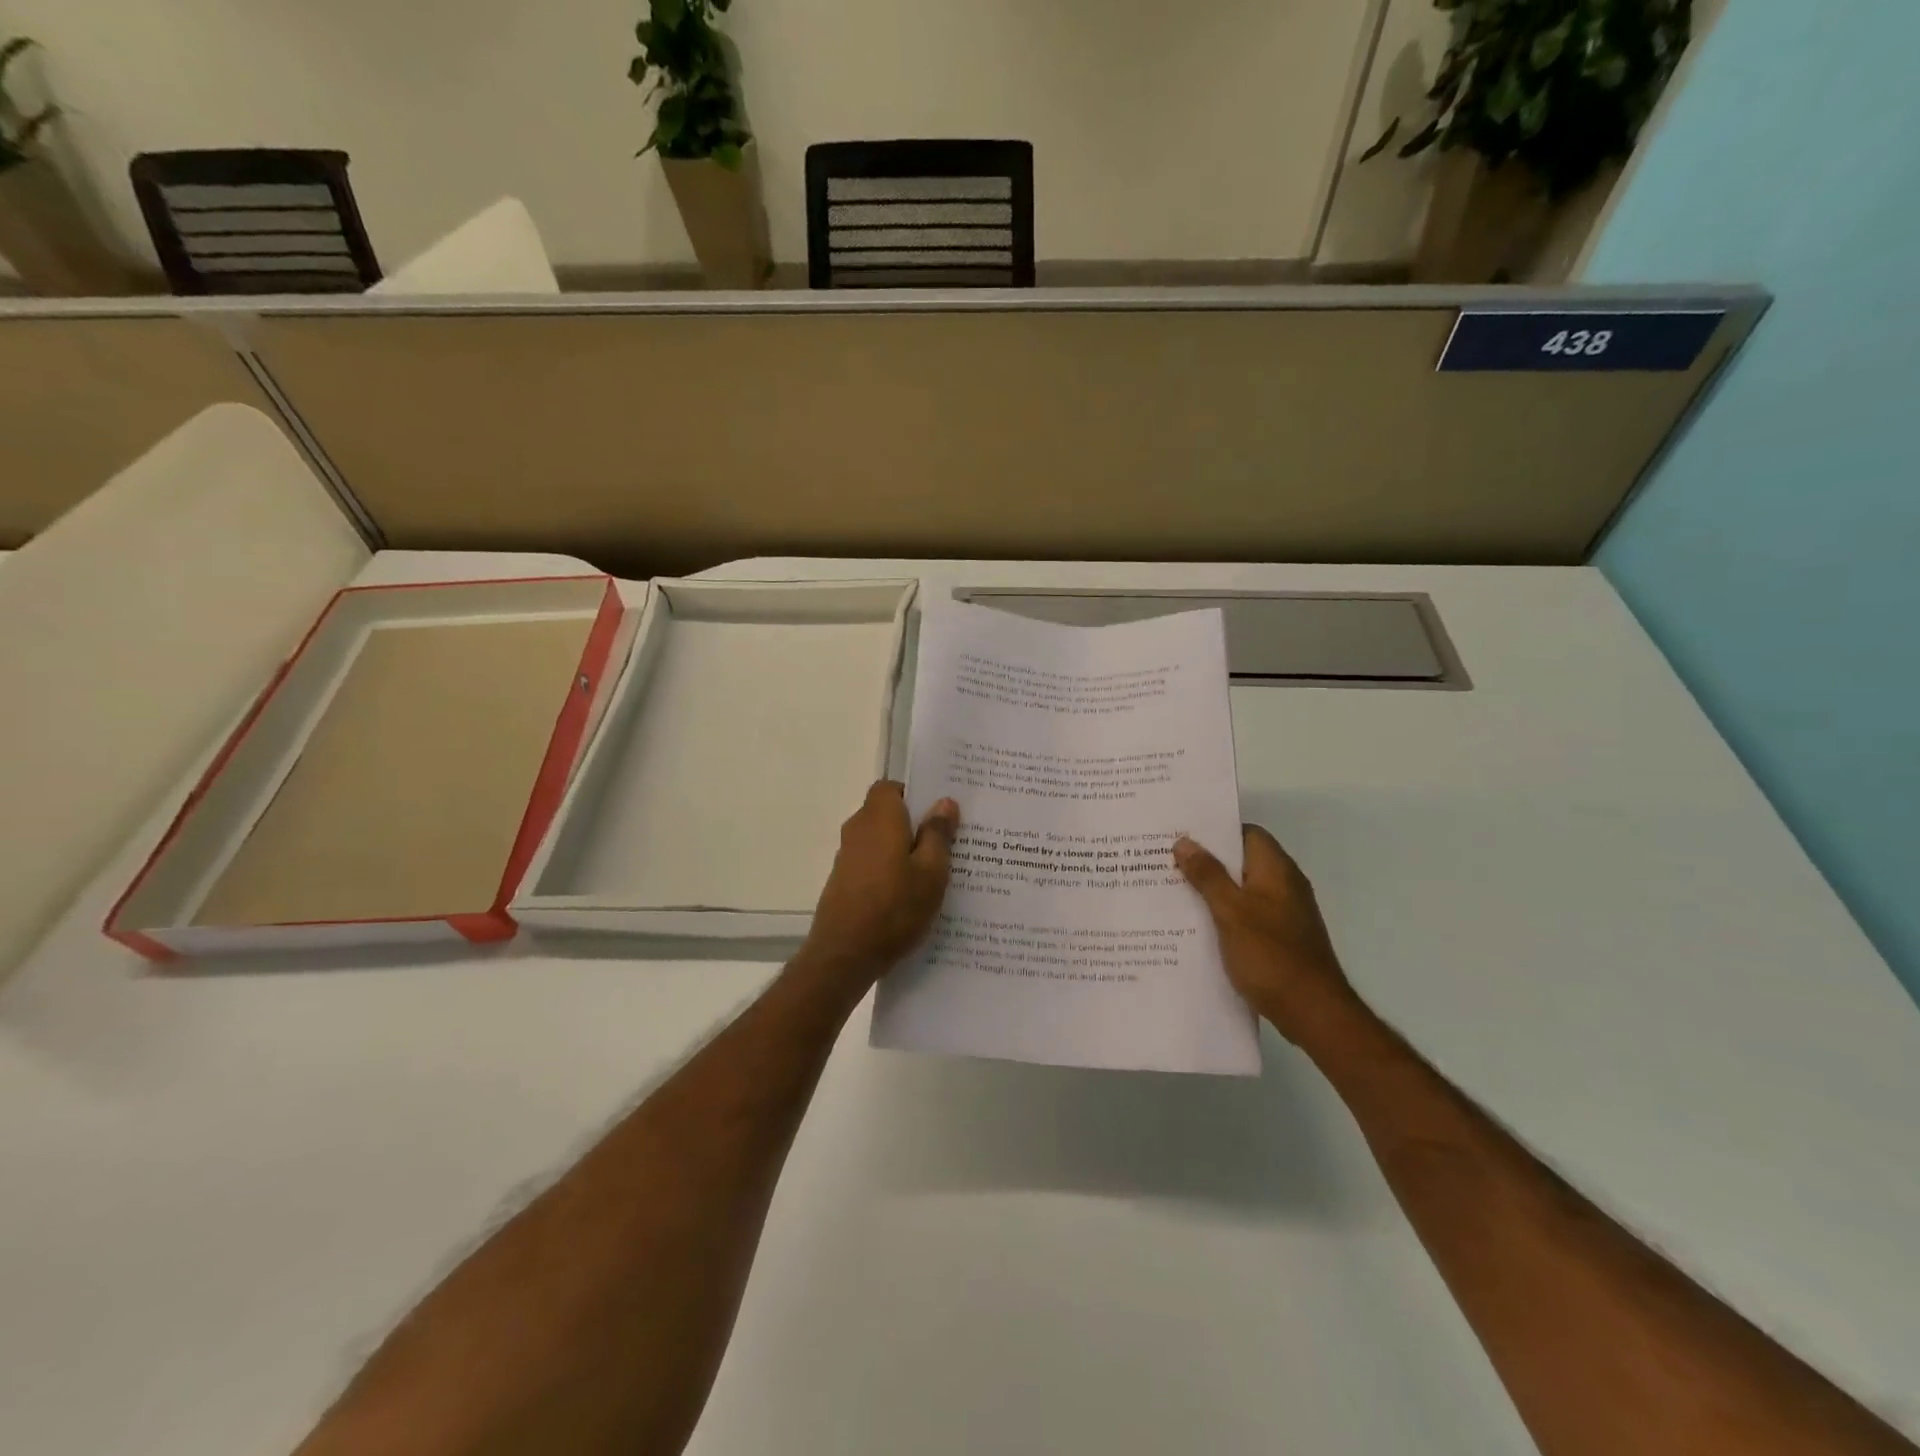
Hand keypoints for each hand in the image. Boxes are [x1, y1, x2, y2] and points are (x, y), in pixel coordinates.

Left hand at [801, 781, 958, 990]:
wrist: (844, 955)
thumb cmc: (894, 908)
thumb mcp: (931, 872)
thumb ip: (938, 834)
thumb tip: (944, 802)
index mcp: (880, 818)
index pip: (890, 787)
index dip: (914, 794)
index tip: (939, 811)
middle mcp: (858, 830)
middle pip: (887, 814)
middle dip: (914, 823)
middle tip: (948, 840)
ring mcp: (847, 857)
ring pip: (881, 840)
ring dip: (903, 849)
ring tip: (935, 870)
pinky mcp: (844, 881)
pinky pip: (872, 863)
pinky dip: (890, 869)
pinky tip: (911, 893)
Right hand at [1175, 825, 1364, 1048]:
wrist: (1312, 1012)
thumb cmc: (1270, 955)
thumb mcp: (1230, 911)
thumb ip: (1208, 875)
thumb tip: (1185, 841)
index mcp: (1276, 870)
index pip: (1247, 833)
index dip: (1216, 830)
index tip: (1181, 833)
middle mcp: (1284, 885)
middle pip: (1242, 860)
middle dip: (1207, 860)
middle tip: (1167, 861)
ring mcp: (1284, 914)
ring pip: (1242, 889)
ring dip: (1212, 889)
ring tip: (1172, 890)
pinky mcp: (1280, 938)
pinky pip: (1246, 914)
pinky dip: (1223, 914)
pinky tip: (1196, 925)